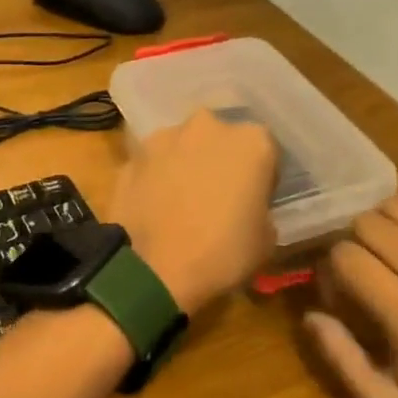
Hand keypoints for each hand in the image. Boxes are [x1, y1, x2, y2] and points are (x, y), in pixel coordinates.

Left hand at [110, 109, 277, 316]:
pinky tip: (154, 209)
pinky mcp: (131, 157)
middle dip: (220, 162)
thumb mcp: (266, 239)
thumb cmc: (222, 254)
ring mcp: (163, 138)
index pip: (266, 152)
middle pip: (220, 140)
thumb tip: (248, 209)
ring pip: (182, 148)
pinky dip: (155, 180)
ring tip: (180, 204)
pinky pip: (152, 166)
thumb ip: (261, 210)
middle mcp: (207, 127)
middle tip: (216, 198)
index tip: (254, 201)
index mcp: (252, 141)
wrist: (153, 271)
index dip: (261, 178)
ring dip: (184, 166)